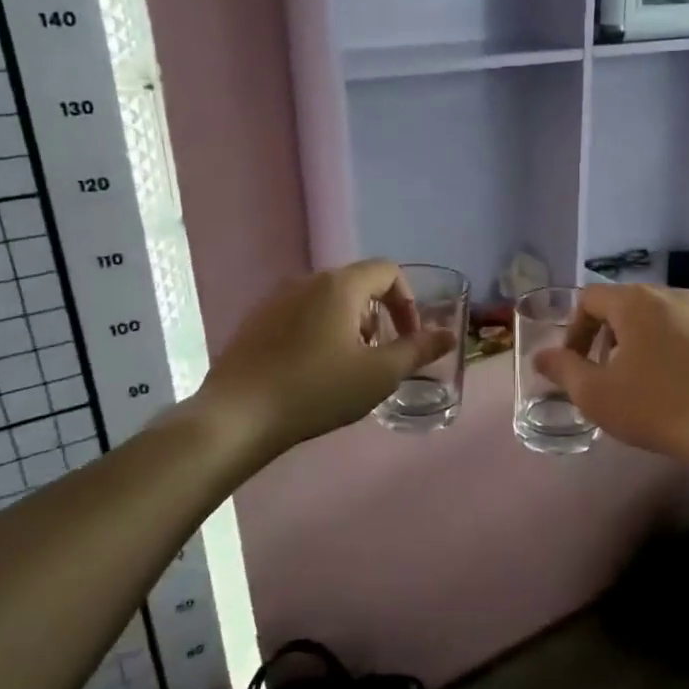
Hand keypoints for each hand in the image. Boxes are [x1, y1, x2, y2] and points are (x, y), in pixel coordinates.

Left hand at [197, 261, 454, 458]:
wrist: (238, 416)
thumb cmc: (317, 390)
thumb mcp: (380, 374)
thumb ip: (419, 350)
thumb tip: (450, 335)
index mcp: (340, 285)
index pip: (388, 271)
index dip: (408, 301)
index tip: (409, 338)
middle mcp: (307, 281)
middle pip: (358, 285)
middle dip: (379, 317)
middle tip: (380, 356)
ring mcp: (276, 300)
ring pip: (328, 301)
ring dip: (350, 326)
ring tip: (348, 367)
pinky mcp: (255, 322)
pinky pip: (301, 315)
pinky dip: (320, 332)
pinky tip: (313, 372)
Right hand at [535, 285, 688, 472]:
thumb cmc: (657, 405)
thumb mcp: (597, 394)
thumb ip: (563, 370)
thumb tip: (541, 357)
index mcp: (634, 301)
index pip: (589, 298)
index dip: (573, 331)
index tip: (574, 366)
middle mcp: (669, 295)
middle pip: (622, 306)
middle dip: (604, 337)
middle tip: (601, 375)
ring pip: (653, 320)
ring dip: (635, 345)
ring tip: (635, 383)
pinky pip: (681, 334)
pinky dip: (665, 351)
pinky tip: (670, 387)